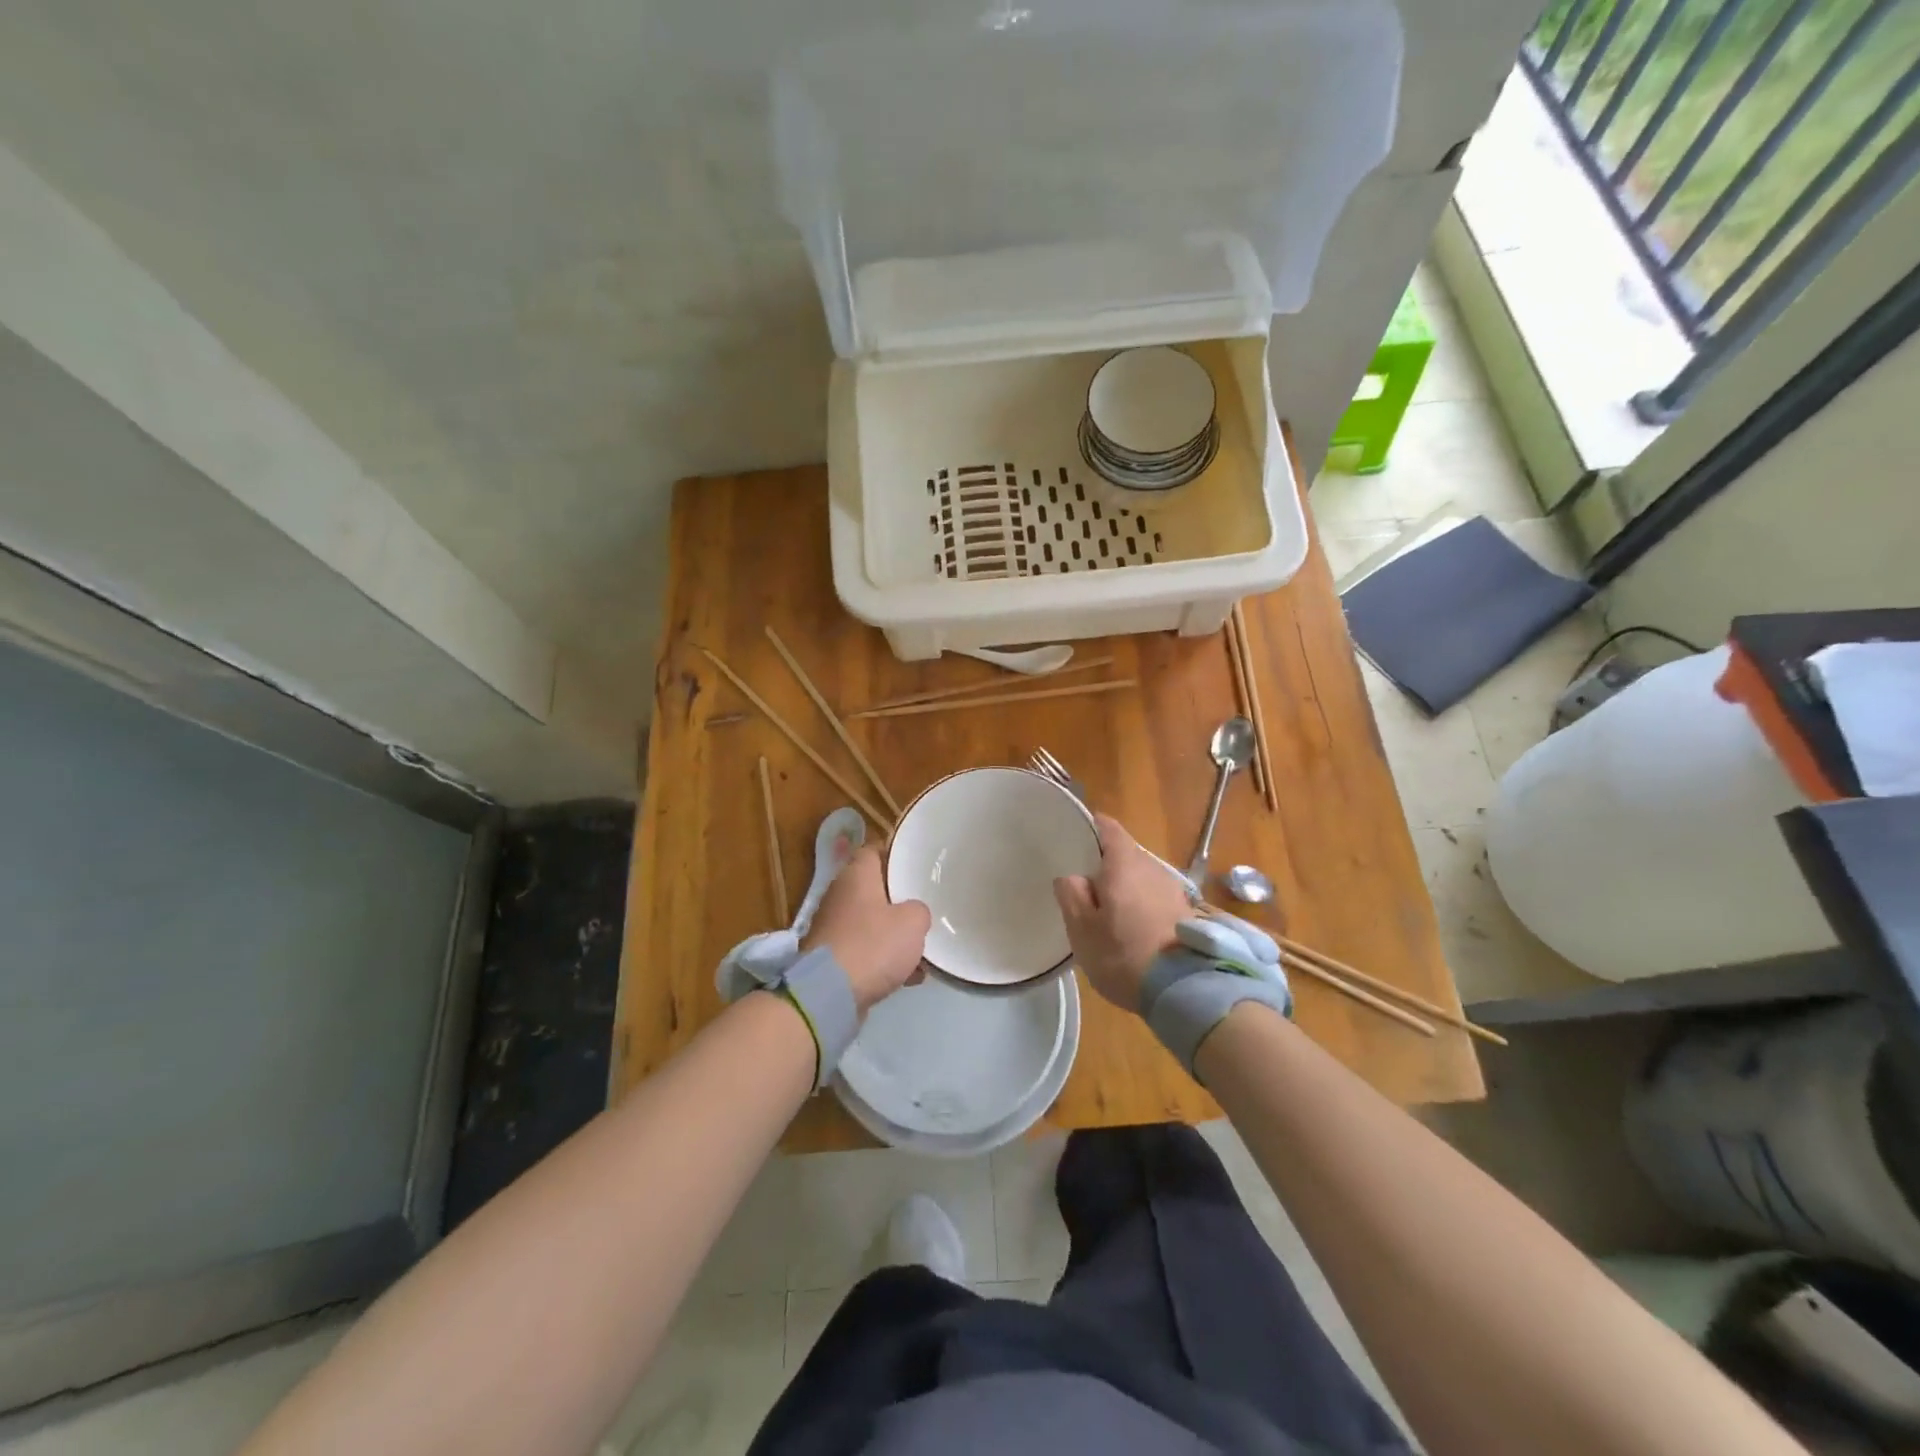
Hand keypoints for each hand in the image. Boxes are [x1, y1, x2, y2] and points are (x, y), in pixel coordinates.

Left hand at [801, 846, 930, 1014]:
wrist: (829, 994)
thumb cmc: (873, 945)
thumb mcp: (913, 922)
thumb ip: (919, 911)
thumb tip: (913, 914)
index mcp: (856, 875)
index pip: (875, 850)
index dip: (895, 853)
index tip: (917, 862)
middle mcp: (840, 895)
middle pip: (874, 888)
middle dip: (899, 899)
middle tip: (925, 905)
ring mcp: (833, 927)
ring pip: (871, 922)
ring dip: (894, 934)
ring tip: (922, 949)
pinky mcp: (832, 958)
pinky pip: (865, 950)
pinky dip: (884, 959)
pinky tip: (909, 976)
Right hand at [1053, 814, 1192, 1010]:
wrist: (1184, 990)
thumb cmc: (1123, 953)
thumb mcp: (1082, 928)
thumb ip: (1071, 895)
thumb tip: (1072, 877)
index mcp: (1124, 863)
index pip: (1108, 828)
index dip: (1091, 828)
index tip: (1076, 838)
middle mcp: (1153, 867)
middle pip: (1126, 854)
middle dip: (1107, 865)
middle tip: (1086, 887)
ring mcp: (1174, 890)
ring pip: (1142, 878)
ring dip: (1126, 888)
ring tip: (1109, 912)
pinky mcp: (1187, 914)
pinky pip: (1156, 899)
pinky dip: (1143, 906)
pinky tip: (1134, 929)